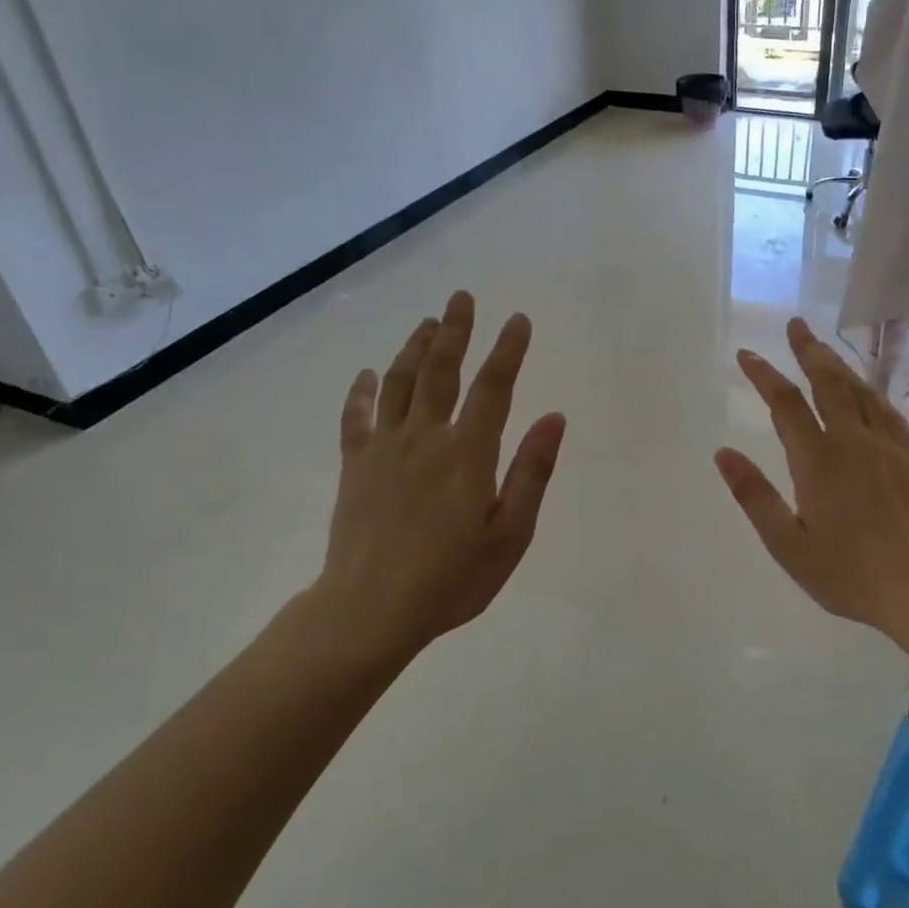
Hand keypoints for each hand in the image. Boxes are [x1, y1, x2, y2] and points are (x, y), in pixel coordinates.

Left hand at [305, 291, 565, 663]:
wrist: (370, 610)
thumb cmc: (451, 578)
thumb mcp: (510, 534)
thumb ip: (532, 472)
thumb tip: (554, 417)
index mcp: (468, 453)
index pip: (493, 388)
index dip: (508, 350)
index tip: (518, 320)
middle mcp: (425, 438)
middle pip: (441, 371)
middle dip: (454, 331)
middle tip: (461, 297)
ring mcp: (384, 449)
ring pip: (400, 384)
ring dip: (414, 348)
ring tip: (426, 322)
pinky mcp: (355, 467)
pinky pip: (356, 418)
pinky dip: (362, 392)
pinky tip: (368, 374)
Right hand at [715, 319, 908, 634]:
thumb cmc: (850, 574)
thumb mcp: (789, 545)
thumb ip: (755, 496)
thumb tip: (723, 454)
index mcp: (818, 461)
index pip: (786, 404)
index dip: (764, 375)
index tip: (747, 354)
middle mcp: (853, 442)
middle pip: (828, 382)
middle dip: (808, 350)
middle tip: (795, 324)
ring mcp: (887, 447)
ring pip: (860, 391)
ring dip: (838, 364)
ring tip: (822, 347)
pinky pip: (886, 410)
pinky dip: (870, 390)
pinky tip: (866, 389)